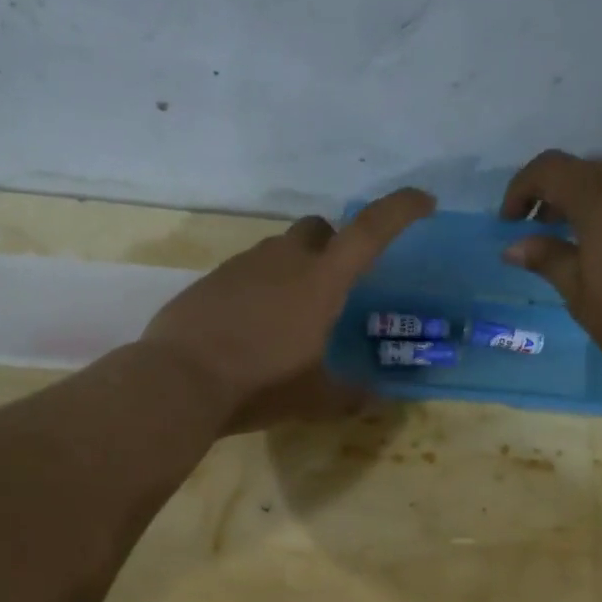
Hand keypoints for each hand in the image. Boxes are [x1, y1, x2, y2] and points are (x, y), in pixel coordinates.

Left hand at [142, 188, 436, 430]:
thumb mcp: (314, 399)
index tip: (424, 202)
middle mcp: (283, 260)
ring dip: (294, 269)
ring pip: (279, 250)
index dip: (401, 210)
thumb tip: (375, 399)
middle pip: (318, 229)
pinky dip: (259, 289)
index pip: (370, 231)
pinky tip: (250, 327)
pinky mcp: (210, 280)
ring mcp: (241, 266)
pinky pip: (246, 272)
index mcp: (320, 281)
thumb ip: (350, 395)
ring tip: (290, 316)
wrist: (178, 381)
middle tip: (336, 284)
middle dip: (334, 244)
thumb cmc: (258, 385)